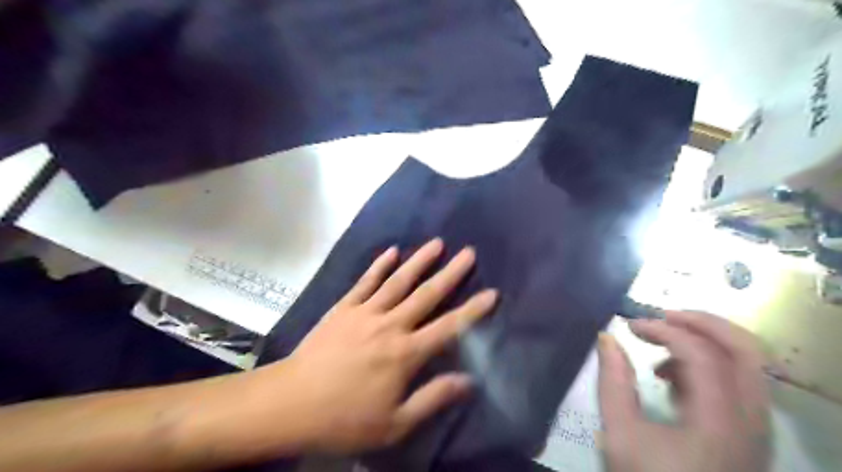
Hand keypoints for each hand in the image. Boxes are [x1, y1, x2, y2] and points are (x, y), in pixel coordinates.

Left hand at [260, 239, 494, 452]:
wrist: (291, 403)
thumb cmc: (345, 418)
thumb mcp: (395, 423)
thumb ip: (433, 398)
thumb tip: (469, 381)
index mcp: (405, 353)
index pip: (448, 328)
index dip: (472, 311)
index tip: (491, 293)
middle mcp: (390, 325)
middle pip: (426, 295)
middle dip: (451, 273)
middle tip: (469, 253)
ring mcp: (365, 312)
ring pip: (398, 281)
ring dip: (419, 261)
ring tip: (437, 243)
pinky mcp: (344, 307)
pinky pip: (365, 282)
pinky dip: (379, 265)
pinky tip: (392, 251)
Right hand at [598, 310, 766, 471]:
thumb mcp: (621, 434)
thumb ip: (612, 382)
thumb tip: (606, 338)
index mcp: (720, 421)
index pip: (700, 353)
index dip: (663, 330)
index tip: (629, 326)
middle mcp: (751, 420)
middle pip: (746, 349)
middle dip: (702, 322)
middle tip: (663, 315)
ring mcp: (756, 427)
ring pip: (747, 365)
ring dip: (705, 343)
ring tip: (661, 348)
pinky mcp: (749, 434)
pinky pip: (739, 383)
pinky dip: (708, 366)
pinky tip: (672, 379)